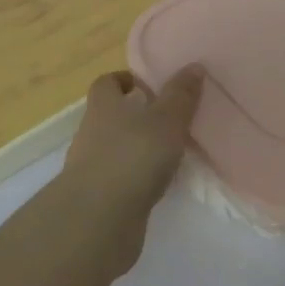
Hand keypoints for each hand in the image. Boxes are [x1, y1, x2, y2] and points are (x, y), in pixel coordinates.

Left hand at [62, 66, 204, 229]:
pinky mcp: (97, 198)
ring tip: (169, 153)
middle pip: (110, 115)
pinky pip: (119, 179)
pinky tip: (158, 185)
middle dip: (136, 116)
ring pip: (115, 149)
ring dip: (137, 149)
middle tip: (169, 119)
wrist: (98, 220)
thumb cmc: (133, 156)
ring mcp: (91, 167)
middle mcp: (92, 132)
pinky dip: (136, 179)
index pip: (107, 83)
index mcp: (104, 106)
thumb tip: (194, 65)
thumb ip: (181, 95)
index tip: (150, 87)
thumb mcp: (167, 120)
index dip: (126, 80)